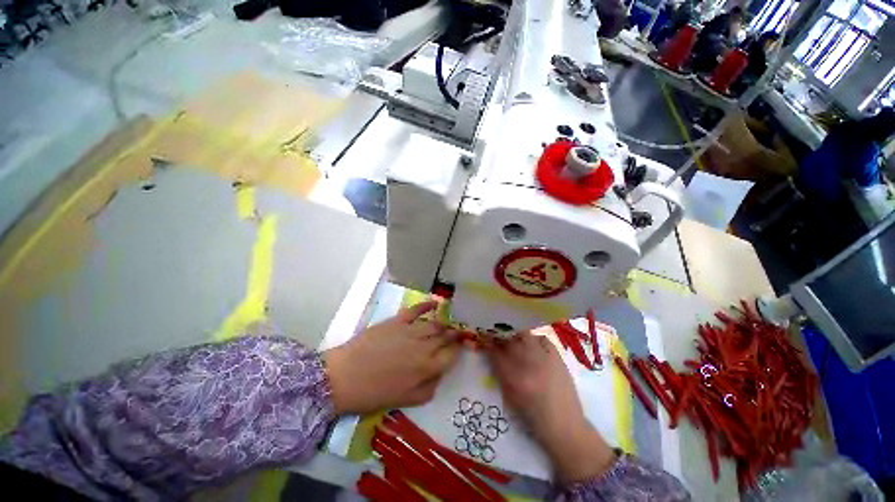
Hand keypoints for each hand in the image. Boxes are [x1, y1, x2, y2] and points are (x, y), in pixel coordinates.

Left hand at [324, 301, 460, 414]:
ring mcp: (411, 331)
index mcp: (426, 368)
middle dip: (454, 335)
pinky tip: (435, 303)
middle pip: (445, 338)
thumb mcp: (404, 400)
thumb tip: (439, 376)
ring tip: (448, 324)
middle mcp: (423, 347)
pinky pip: (416, 310)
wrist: (343, 377)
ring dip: (444, 324)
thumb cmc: (372, 394)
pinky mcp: (398, 321)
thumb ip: (427, 389)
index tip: (461, 346)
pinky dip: (427, 305)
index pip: (450, 356)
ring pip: (434, 324)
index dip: (458, 350)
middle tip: (459, 333)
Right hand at [485, 333, 616, 483]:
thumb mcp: (509, 396)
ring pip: (526, 335)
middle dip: (502, 335)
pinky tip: (535, 346)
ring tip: (517, 341)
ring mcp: (544, 358)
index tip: (485, 337)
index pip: (495, 352)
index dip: (488, 342)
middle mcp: (528, 364)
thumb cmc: (533, 415)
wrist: (564, 425)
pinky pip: (543, 338)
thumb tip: (492, 353)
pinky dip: (536, 339)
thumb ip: (500, 372)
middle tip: (500, 337)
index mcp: (513, 378)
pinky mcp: (558, 357)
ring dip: (518, 336)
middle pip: (510, 339)